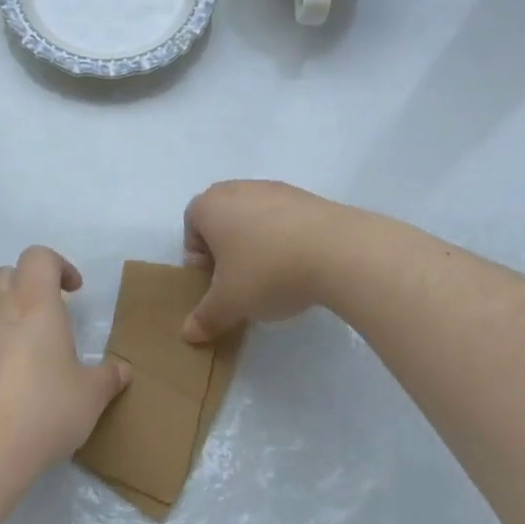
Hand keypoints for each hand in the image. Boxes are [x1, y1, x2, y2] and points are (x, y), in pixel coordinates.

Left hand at [0, 246, 129, 482]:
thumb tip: (121, 370)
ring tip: (11, 345)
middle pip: (7, 275)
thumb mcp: (90, 397)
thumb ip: (108, 377)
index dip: (58, 266)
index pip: (39, 257)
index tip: (72, 291)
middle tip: (45, 319)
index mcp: (34, 303)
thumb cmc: (43, 414)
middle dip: (27, 288)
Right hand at [181, 180, 338, 342]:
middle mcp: (237, 188)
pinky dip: (284, 238)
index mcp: (210, 205)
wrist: (336, 250)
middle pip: (222, 220)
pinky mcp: (306, 196)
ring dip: (257, 244)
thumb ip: (206, 317)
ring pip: (254, 218)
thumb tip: (188, 334)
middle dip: (227, 250)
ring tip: (274, 276)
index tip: (216, 283)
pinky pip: (283, 218)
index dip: (199, 258)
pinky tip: (299, 264)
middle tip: (240, 281)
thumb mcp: (230, 303)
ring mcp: (274, 189)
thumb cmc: (266, 271)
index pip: (191, 226)